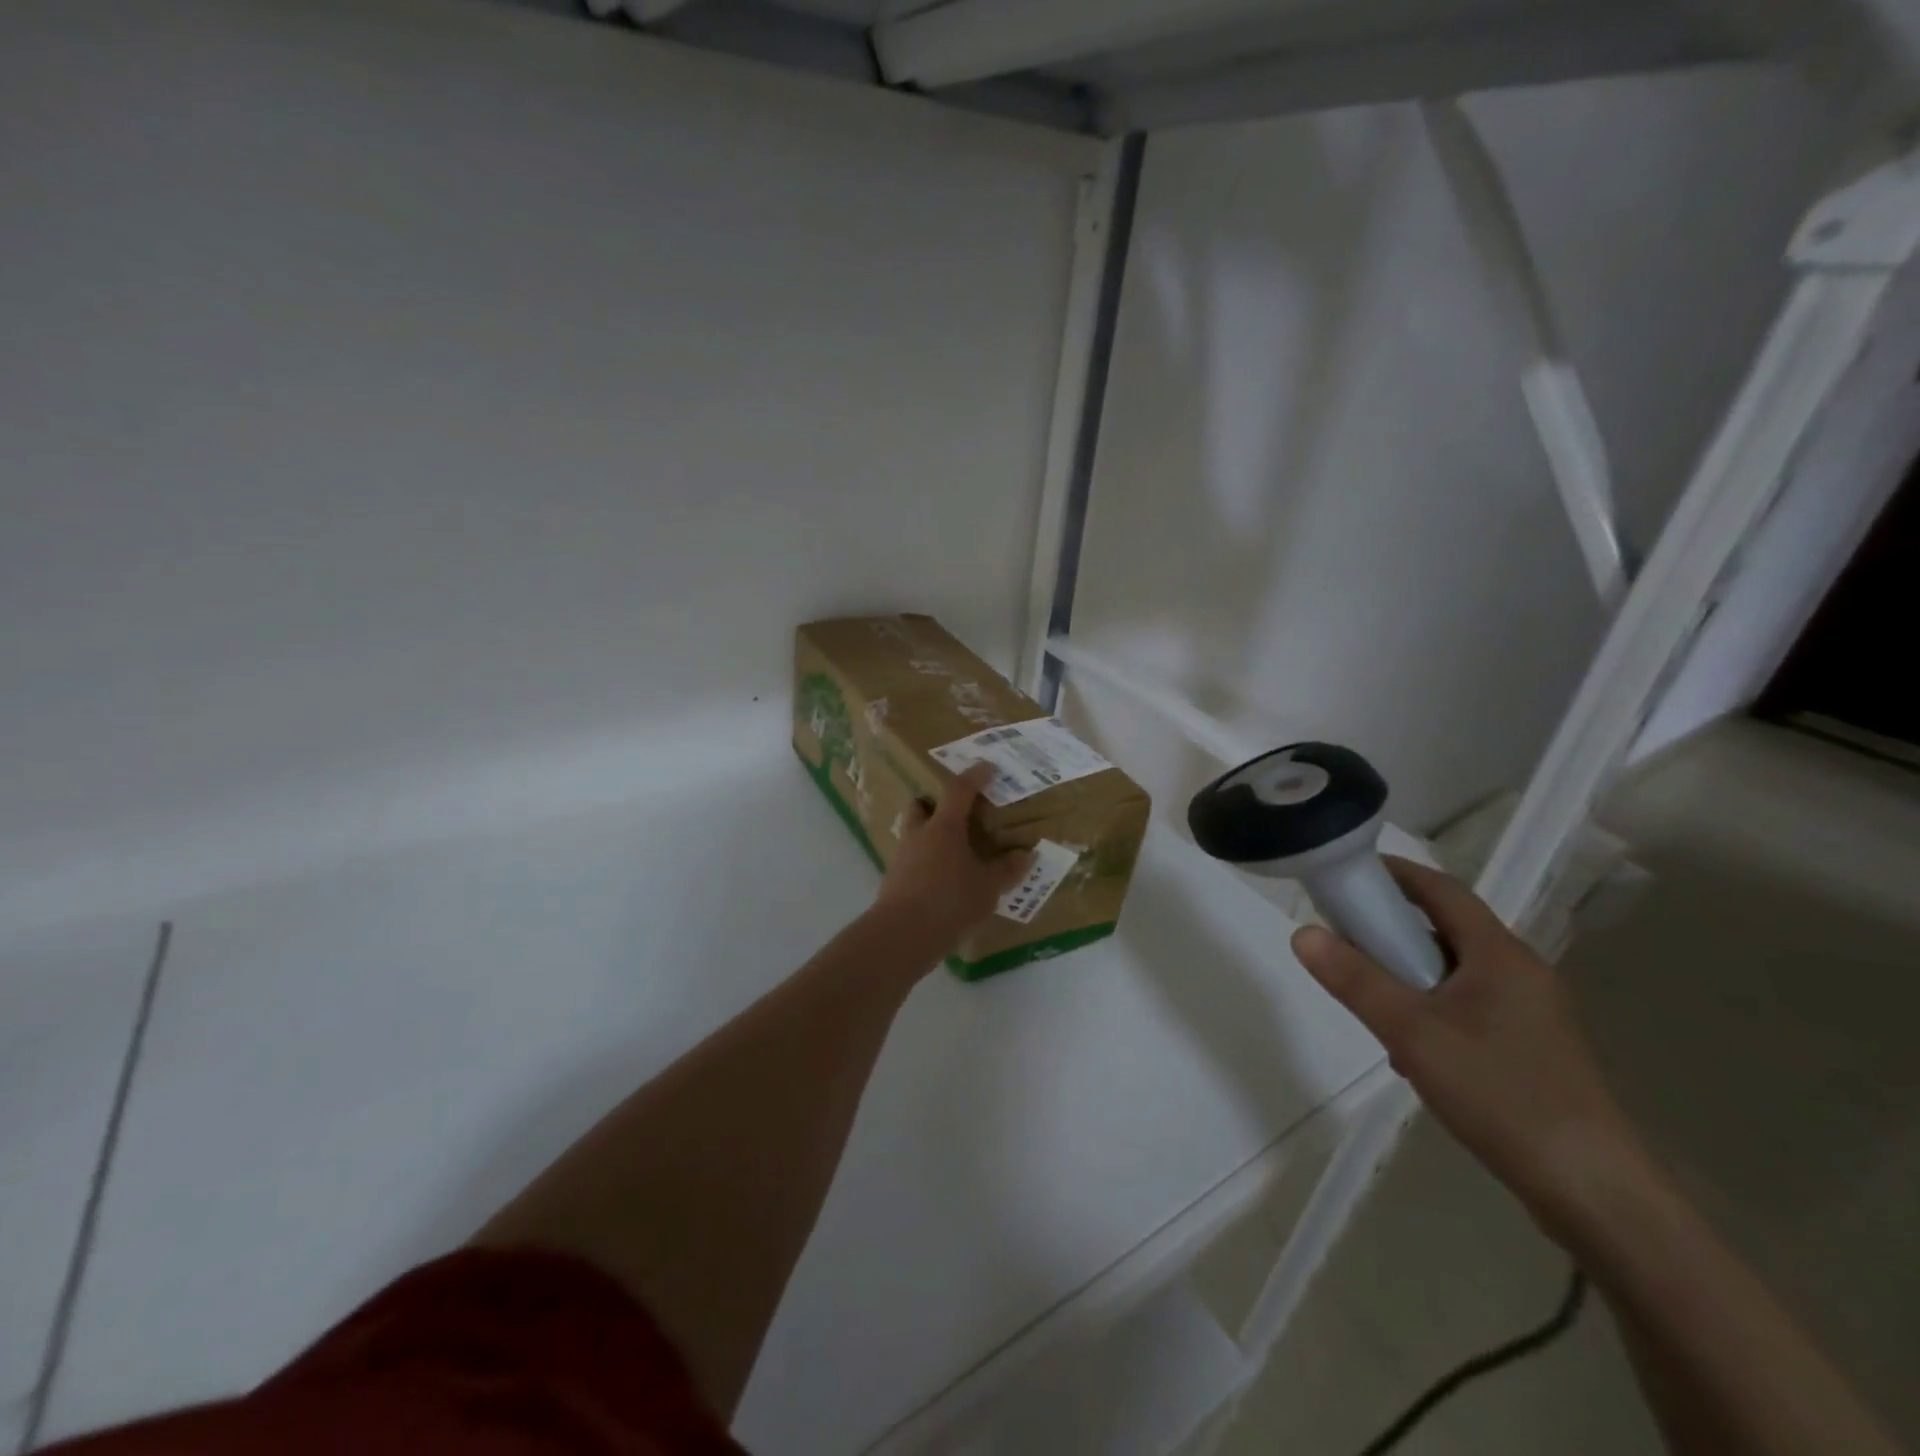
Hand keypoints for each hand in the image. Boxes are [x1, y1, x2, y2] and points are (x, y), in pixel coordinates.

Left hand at [873, 763, 1031, 952]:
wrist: (902, 935)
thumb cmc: (950, 901)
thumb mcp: (988, 887)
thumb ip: (1007, 870)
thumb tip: (1027, 855)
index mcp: (944, 827)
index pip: (959, 790)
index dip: (975, 776)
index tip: (987, 768)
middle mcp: (920, 835)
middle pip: (921, 806)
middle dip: (935, 803)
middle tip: (957, 811)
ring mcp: (902, 857)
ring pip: (914, 833)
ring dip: (930, 834)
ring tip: (952, 850)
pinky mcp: (894, 881)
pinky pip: (912, 860)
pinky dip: (926, 862)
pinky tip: (941, 879)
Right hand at [1291, 856, 1656, 1239]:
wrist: (1593, 1192)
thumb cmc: (1500, 1094)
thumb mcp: (1412, 1032)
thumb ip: (1355, 980)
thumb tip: (1303, 932)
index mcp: (1501, 955)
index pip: (1443, 890)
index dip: (1396, 874)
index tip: (1348, 873)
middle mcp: (1521, 973)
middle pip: (1447, 930)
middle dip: (1393, 931)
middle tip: (1345, 943)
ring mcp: (1532, 1013)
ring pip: (1456, 972)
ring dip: (1410, 976)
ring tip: (1373, 1006)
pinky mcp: (1532, 1049)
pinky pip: (1470, 1007)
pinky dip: (1432, 1009)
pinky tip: (1412, 1051)